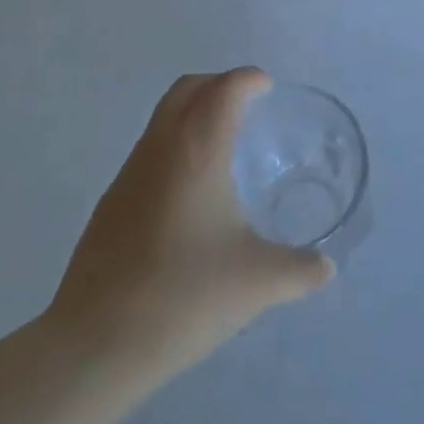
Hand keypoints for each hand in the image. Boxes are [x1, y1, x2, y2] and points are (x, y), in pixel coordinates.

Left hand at [48, 69, 332, 376]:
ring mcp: (128, 174)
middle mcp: (160, 148)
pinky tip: (189, 194)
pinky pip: (148, 152)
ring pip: (161, 119)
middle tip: (246, 104)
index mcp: (197, 150)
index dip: (249, 79)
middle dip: (217, 84)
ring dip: (191, 114)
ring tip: (222, 147)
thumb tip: (326, 268)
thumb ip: (300, 270)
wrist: (96, 343)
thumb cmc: (185, 296)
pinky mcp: (110, 203)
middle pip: (186, 89)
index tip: (268, 87)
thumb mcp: (258, 283)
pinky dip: (173, 147)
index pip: (225, 89)